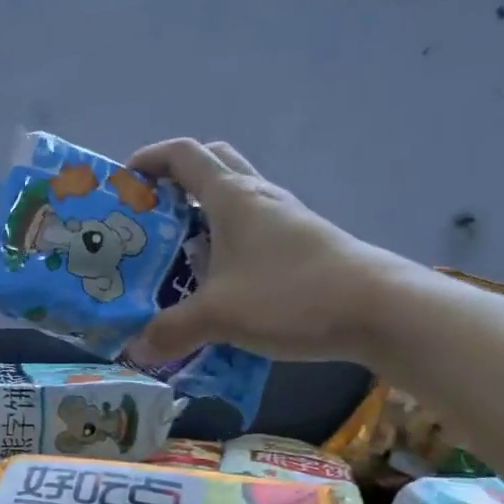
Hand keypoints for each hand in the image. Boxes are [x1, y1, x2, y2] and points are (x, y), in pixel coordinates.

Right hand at [127, 139, 409, 364]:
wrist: (379, 310)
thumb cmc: (290, 295)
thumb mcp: (220, 315)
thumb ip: (172, 330)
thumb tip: (136, 349)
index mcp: (232, 197)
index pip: (184, 154)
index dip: (149, 159)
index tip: (124, 182)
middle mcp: (259, 196)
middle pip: (213, 164)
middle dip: (177, 180)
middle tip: (153, 214)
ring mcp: (285, 219)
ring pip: (235, 198)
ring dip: (204, 214)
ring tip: (179, 254)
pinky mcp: (303, 244)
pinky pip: (255, 229)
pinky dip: (230, 242)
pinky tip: (222, 282)